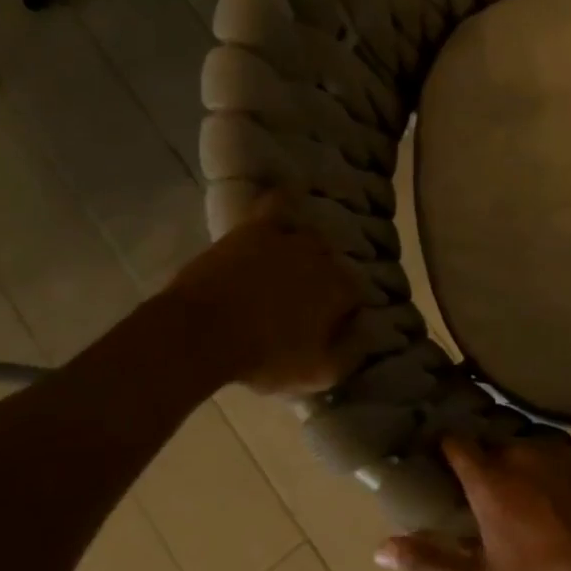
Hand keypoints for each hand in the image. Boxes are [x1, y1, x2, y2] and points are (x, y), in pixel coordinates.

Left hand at [163, 192, 361, 394]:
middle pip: (334, 265)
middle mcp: (326, 256)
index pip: (356, 294)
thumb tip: (369, 332)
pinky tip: (288, 197)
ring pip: (311, 238)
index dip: (342, 311)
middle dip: (323, 281)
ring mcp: (291, 238)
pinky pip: (278, 203)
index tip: (326, 327)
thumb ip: (352, 353)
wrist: (200, 335)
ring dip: (306, 252)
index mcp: (343, 289)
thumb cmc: (263, 358)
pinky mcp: (256, 228)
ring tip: (289, 269)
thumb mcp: (317, 373)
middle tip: (302, 304)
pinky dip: (285, 200)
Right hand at [374, 436, 570, 570]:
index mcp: (490, 477)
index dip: (445, 450)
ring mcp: (561, 451)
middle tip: (487, 500)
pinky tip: (565, 504)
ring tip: (528, 505)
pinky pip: (562, 459)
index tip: (438, 460)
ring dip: (523, 471)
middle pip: (494, 450)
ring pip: (530, 452)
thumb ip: (430, 562)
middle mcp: (522, 452)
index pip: (456, 444)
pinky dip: (556, 476)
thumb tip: (380, 548)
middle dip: (487, 469)